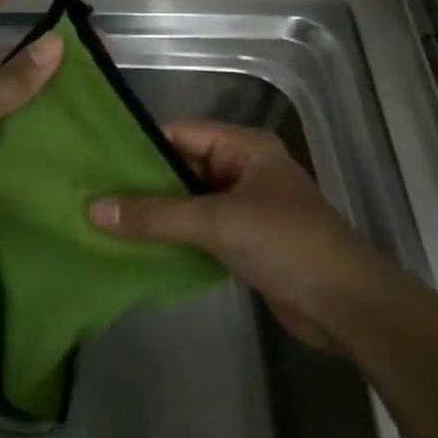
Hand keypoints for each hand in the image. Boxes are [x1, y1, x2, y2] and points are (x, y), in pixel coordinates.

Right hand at [88, 121, 386, 354]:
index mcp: (244, 148)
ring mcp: (245, 207)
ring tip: (104, 220)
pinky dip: (173, 237)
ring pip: (189, 201)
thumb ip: (156, 216)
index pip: (181, 133)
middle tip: (91, 194)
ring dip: (155, 213)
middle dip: (142, 183)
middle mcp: (243, 170)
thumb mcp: (217, 222)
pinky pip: (199, 230)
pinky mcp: (245, 242)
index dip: (140, 146)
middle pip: (182, 167)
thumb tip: (94, 209)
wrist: (346, 304)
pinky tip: (137, 247)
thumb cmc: (286, 244)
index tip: (97, 161)